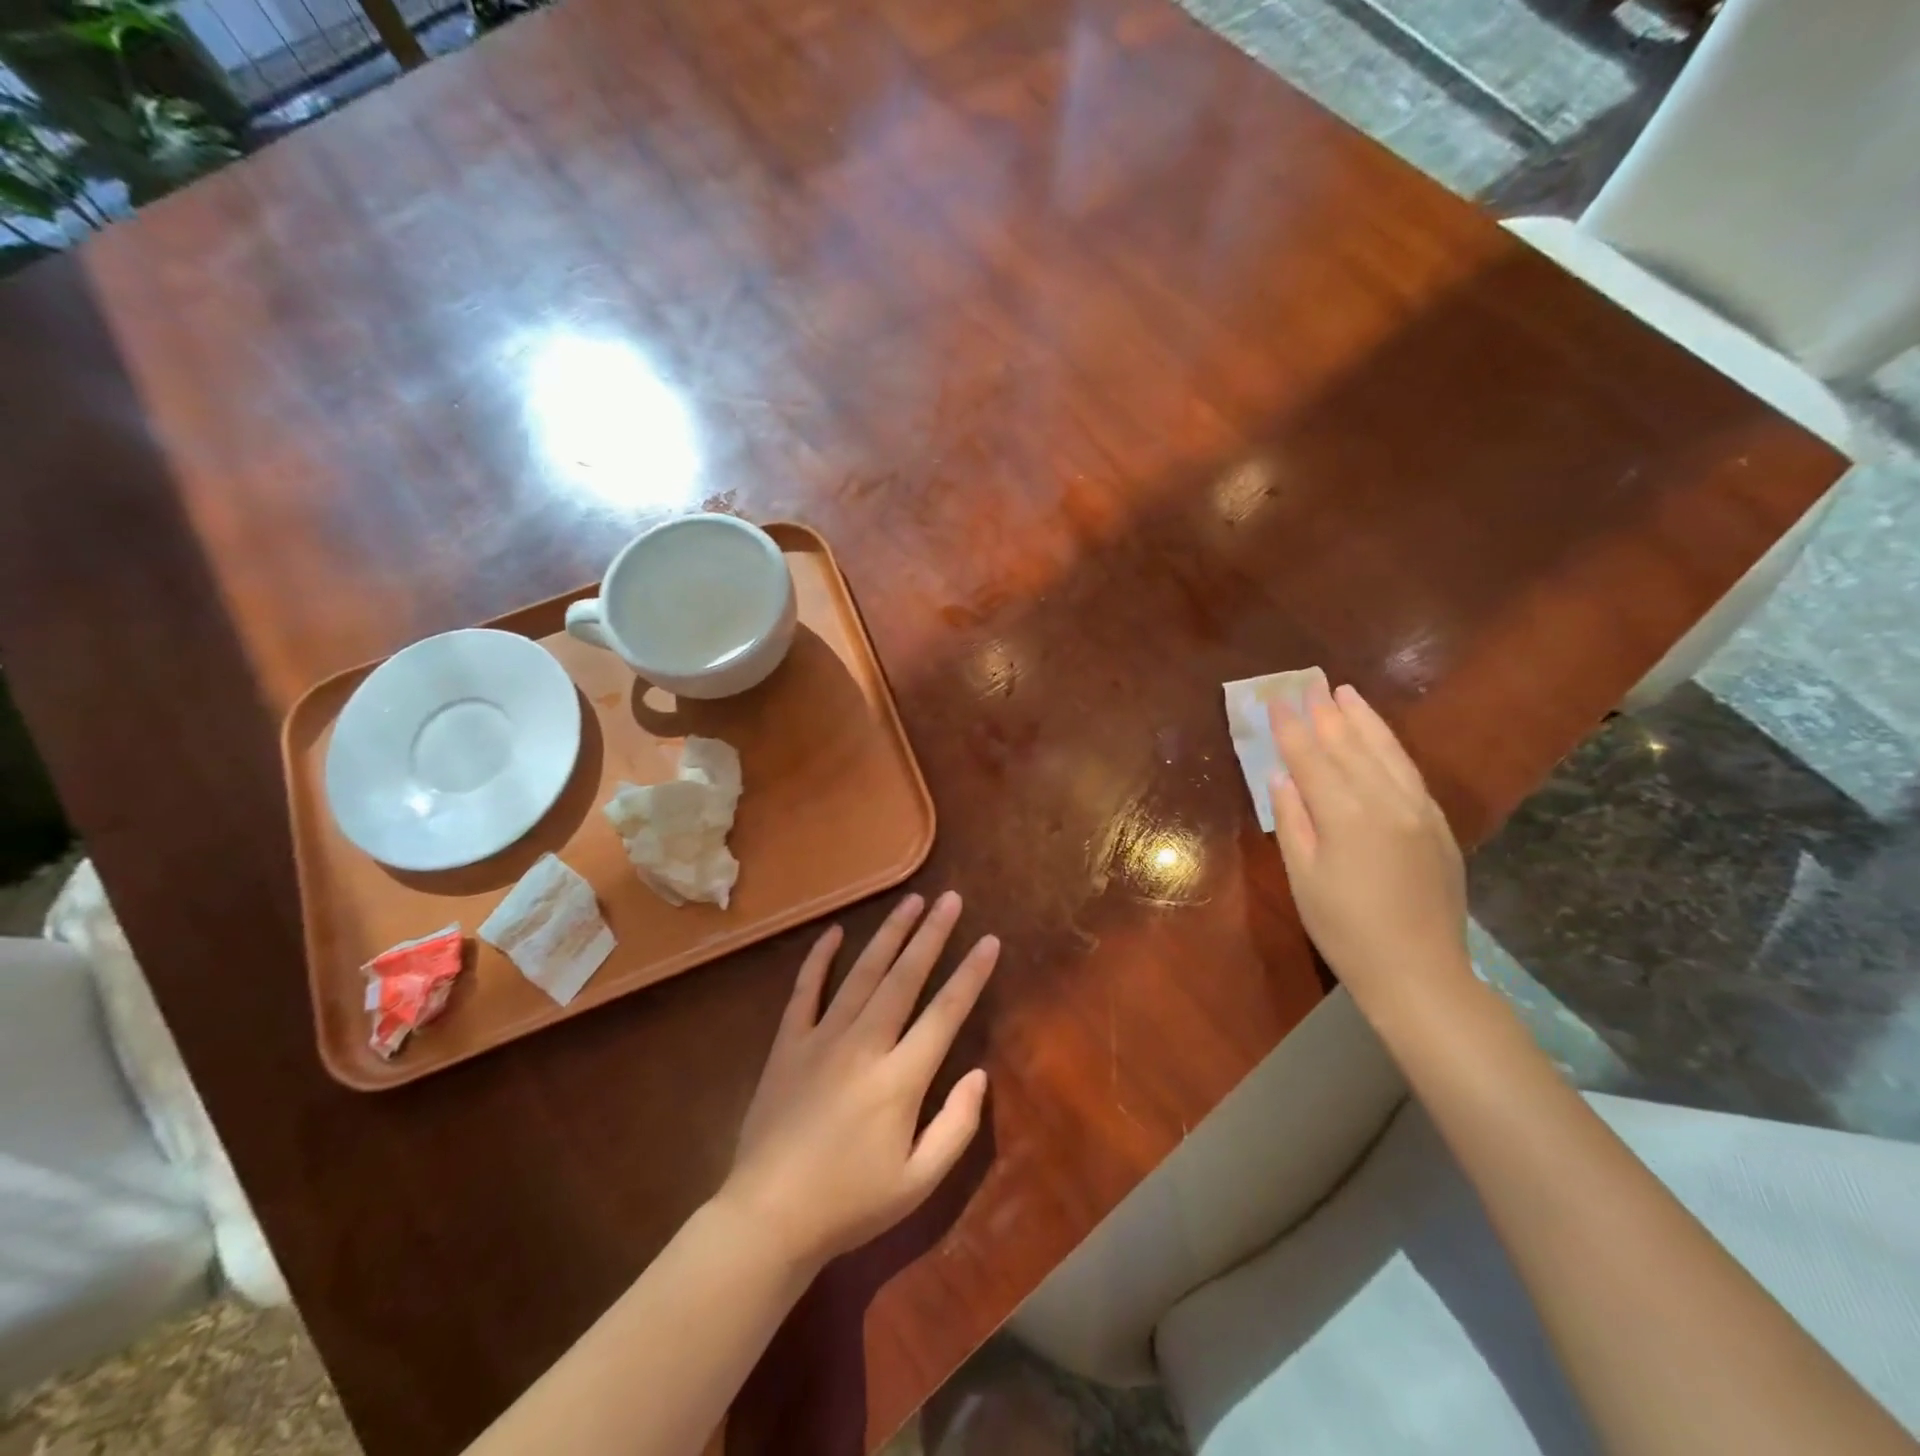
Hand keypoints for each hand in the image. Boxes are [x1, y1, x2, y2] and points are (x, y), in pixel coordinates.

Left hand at [718, 891, 999, 1270]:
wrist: (768, 1218)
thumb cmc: (850, 1204)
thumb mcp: (918, 1182)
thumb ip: (956, 1127)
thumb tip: (978, 1075)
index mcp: (900, 1079)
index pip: (945, 1013)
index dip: (971, 974)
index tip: (989, 940)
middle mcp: (864, 1045)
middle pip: (905, 978)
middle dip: (931, 934)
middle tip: (950, 898)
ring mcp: (821, 1039)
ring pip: (862, 974)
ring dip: (888, 934)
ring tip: (911, 901)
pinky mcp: (787, 1044)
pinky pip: (805, 991)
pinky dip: (820, 959)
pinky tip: (835, 932)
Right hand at [1267, 680, 1471, 1012]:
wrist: (1418, 972)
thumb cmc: (1344, 928)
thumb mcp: (1303, 877)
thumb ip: (1293, 820)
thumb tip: (1282, 777)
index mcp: (1346, 815)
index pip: (1311, 758)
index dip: (1290, 728)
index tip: (1275, 700)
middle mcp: (1385, 801)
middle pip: (1350, 746)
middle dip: (1325, 713)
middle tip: (1307, 684)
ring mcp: (1418, 811)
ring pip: (1386, 752)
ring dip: (1363, 720)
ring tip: (1345, 693)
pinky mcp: (1436, 825)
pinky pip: (1409, 772)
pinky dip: (1391, 747)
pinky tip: (1379, 737)